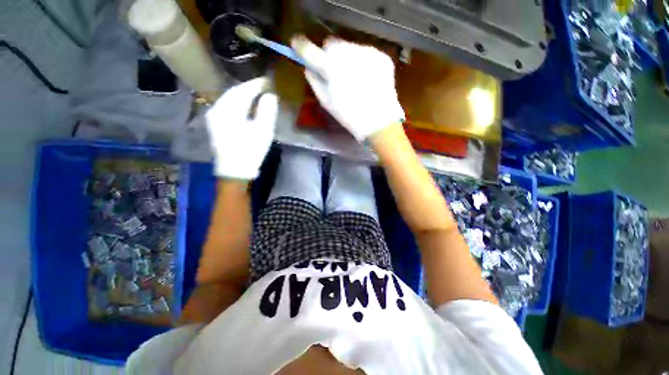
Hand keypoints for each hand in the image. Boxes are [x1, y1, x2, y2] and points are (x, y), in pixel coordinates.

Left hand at [206, 78, 277, 179]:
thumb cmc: (250, 151)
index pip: (243, 91)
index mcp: (228, 111)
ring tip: (256, 94)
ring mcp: (213, 116)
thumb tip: (269, 96)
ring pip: (229, 99)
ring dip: (243, 95)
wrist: (234, 170)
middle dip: (249, 89)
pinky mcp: (215, 123)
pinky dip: (237, 103)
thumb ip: (267, 111)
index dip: (256, 85)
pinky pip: (226, 107)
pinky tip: (245, 106)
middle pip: (234, 93)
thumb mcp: (263, 132)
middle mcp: (217, 109)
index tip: (267, 81)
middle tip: (263, 87)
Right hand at [291, 36, 404, 141]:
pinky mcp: (381, 56)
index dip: (301, 47)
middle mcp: (349, 54)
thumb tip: (309, 66)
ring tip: (353, 79)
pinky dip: (362, 63)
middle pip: (332, 44)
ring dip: (347, 58)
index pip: (310, 49)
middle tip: (334, 72)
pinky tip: (366, 79)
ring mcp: (368, 53)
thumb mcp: (326, 102)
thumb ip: (314, 81)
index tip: (297, 46)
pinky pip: (365, 53)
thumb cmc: (350, 116)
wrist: (380, 122)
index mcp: (331, 68)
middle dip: (330, 56)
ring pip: (349, 47)